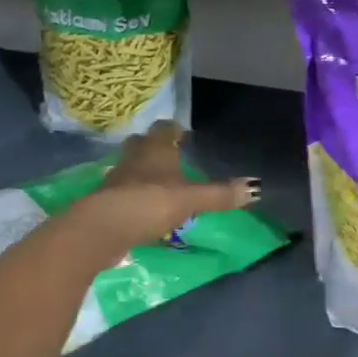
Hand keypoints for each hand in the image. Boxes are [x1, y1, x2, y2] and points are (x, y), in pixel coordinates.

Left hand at [65, 122, 257, 260]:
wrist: (102, 228)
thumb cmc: (150, 202)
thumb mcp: (191, 199)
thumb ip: (220, 194)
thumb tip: (256, 187)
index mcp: (157, 148)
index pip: (165, 128)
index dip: (175, 130)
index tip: (184, 136)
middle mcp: (135, 156)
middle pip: (143, 143)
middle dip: (155, 148)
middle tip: (171, 158)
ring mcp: (116, 177)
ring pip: (131, 166)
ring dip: (142, 172)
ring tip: (158, 184)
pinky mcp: (105, 200)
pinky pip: (122, 190)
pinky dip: (132, 195)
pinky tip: (142, 208)